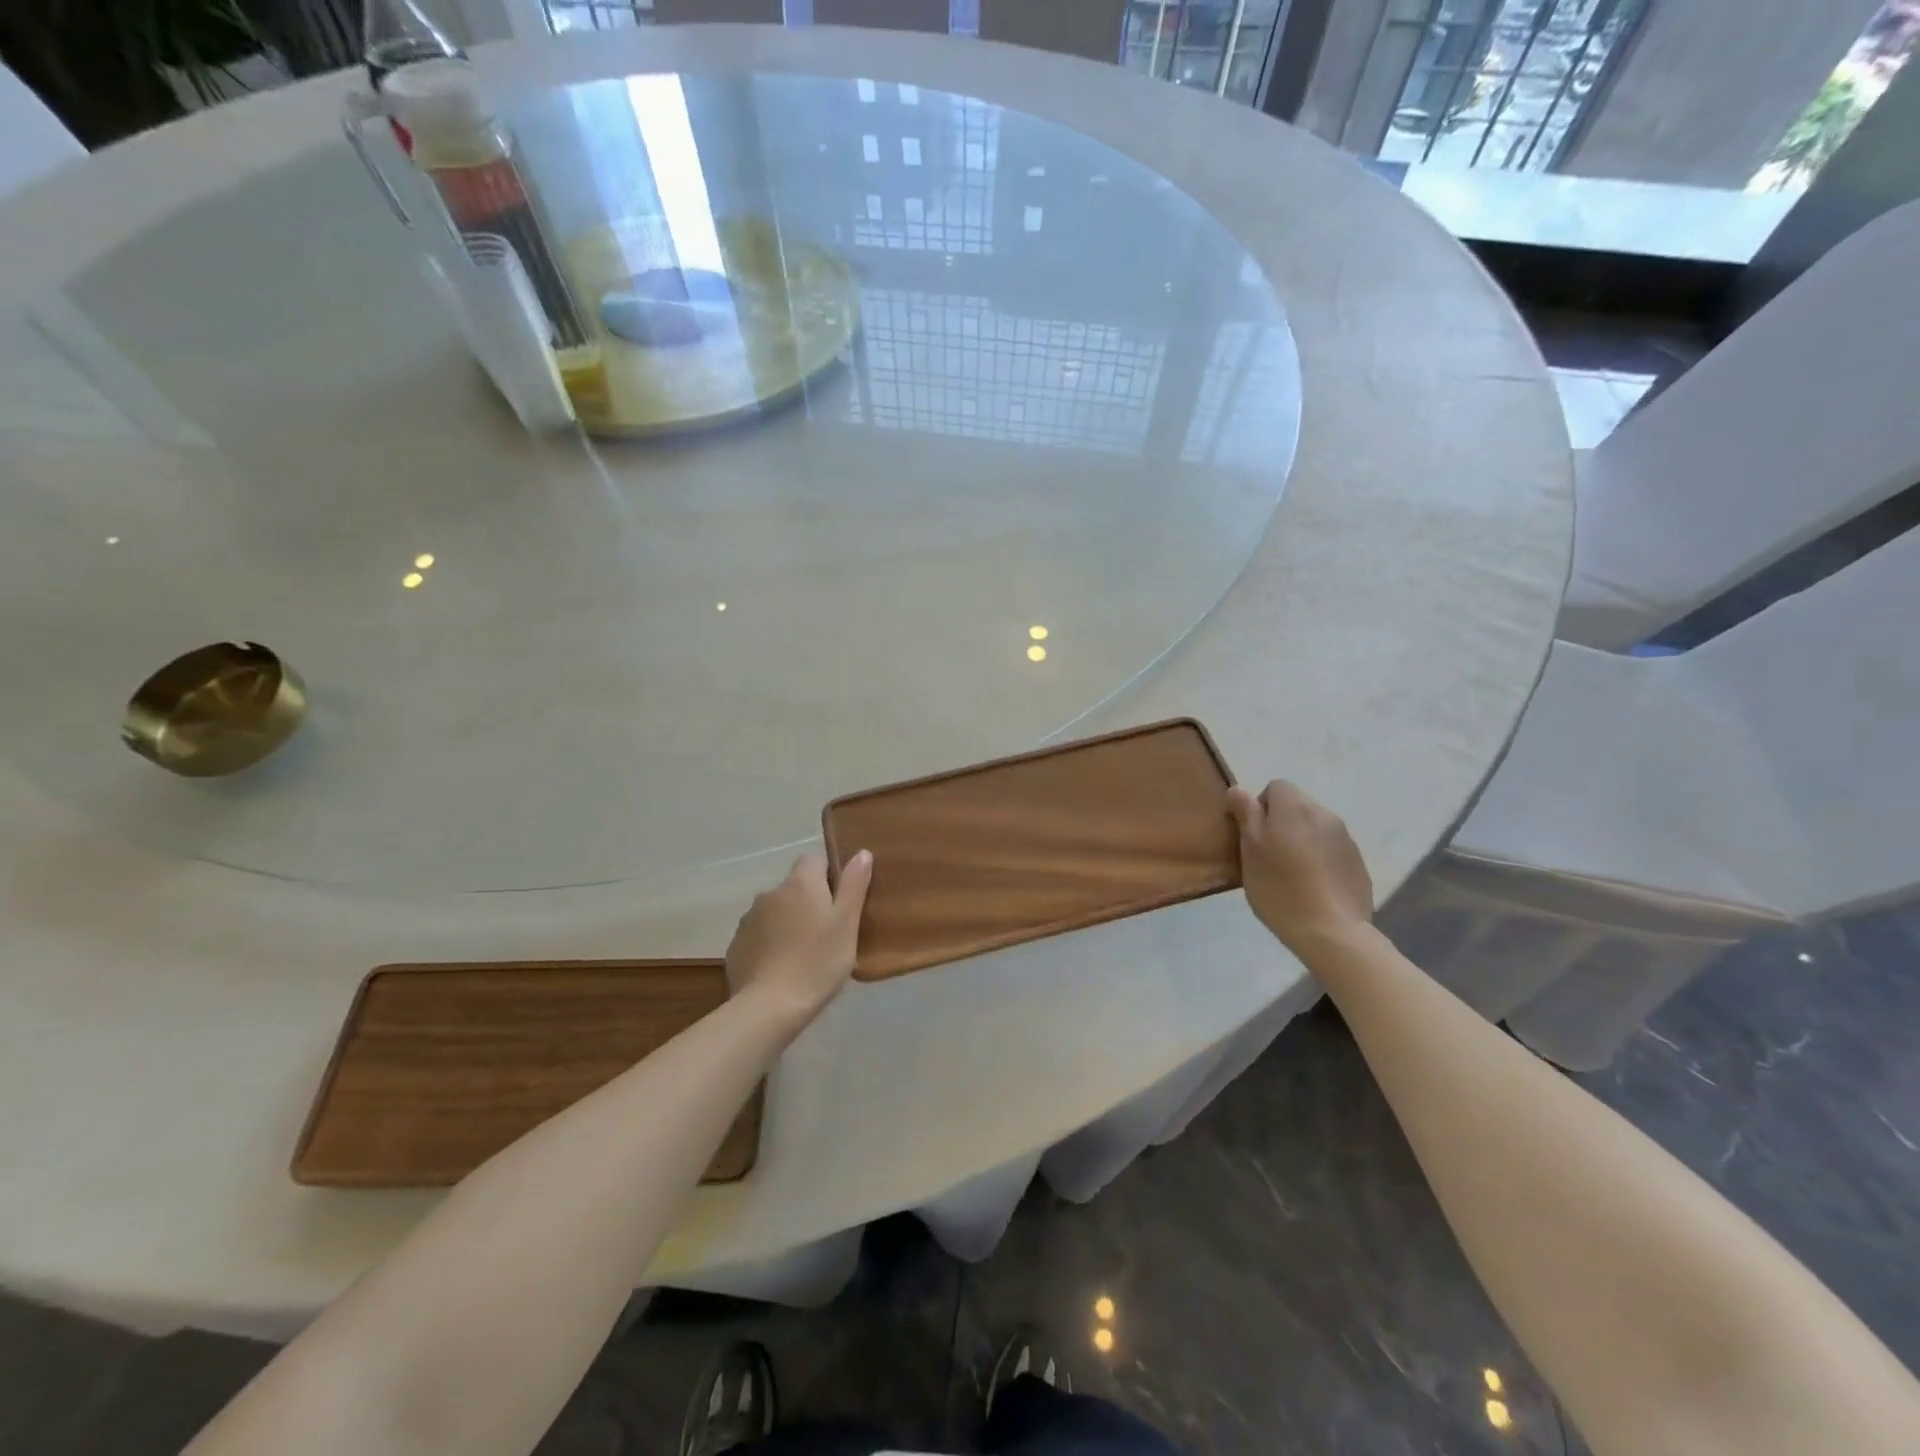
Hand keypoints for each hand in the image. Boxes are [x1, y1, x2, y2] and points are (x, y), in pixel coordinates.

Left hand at [726, 851, 872, 1028]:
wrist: (769, 1006)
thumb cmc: (818, 961)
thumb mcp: (847, 923)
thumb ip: (854, 885)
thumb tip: (861, 853)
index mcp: (800, 883)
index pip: (814, 860)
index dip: (828, 876)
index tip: (839, 903)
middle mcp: (771, 893)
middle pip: (794, 888)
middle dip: (808, 902)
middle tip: (826, 933)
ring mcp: (748, 919)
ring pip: (775, 912)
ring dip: (787, 923)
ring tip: (802, 954)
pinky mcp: (736, 945)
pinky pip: (758, 936)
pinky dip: (769, 944)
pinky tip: (780, 968)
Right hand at [1226, 780, 1372, 956]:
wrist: (1332, 931)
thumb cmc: (1280, 888)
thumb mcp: (1250, 851)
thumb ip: (1246, 814)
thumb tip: (1238, 789)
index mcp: (1295, 807)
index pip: (1275, 787)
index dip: (1259, 807)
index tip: (1252, 836)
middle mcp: (1324, 814)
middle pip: (1297, 805)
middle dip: (1280, 822)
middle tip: (1267, 856)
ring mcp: (1346, 838)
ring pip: (1314, 827)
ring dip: (1301, 839)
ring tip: (1290, 873)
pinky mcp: (1357, 862)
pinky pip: (1331, 848)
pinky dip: (1319, 858)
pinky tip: (1312, 886)